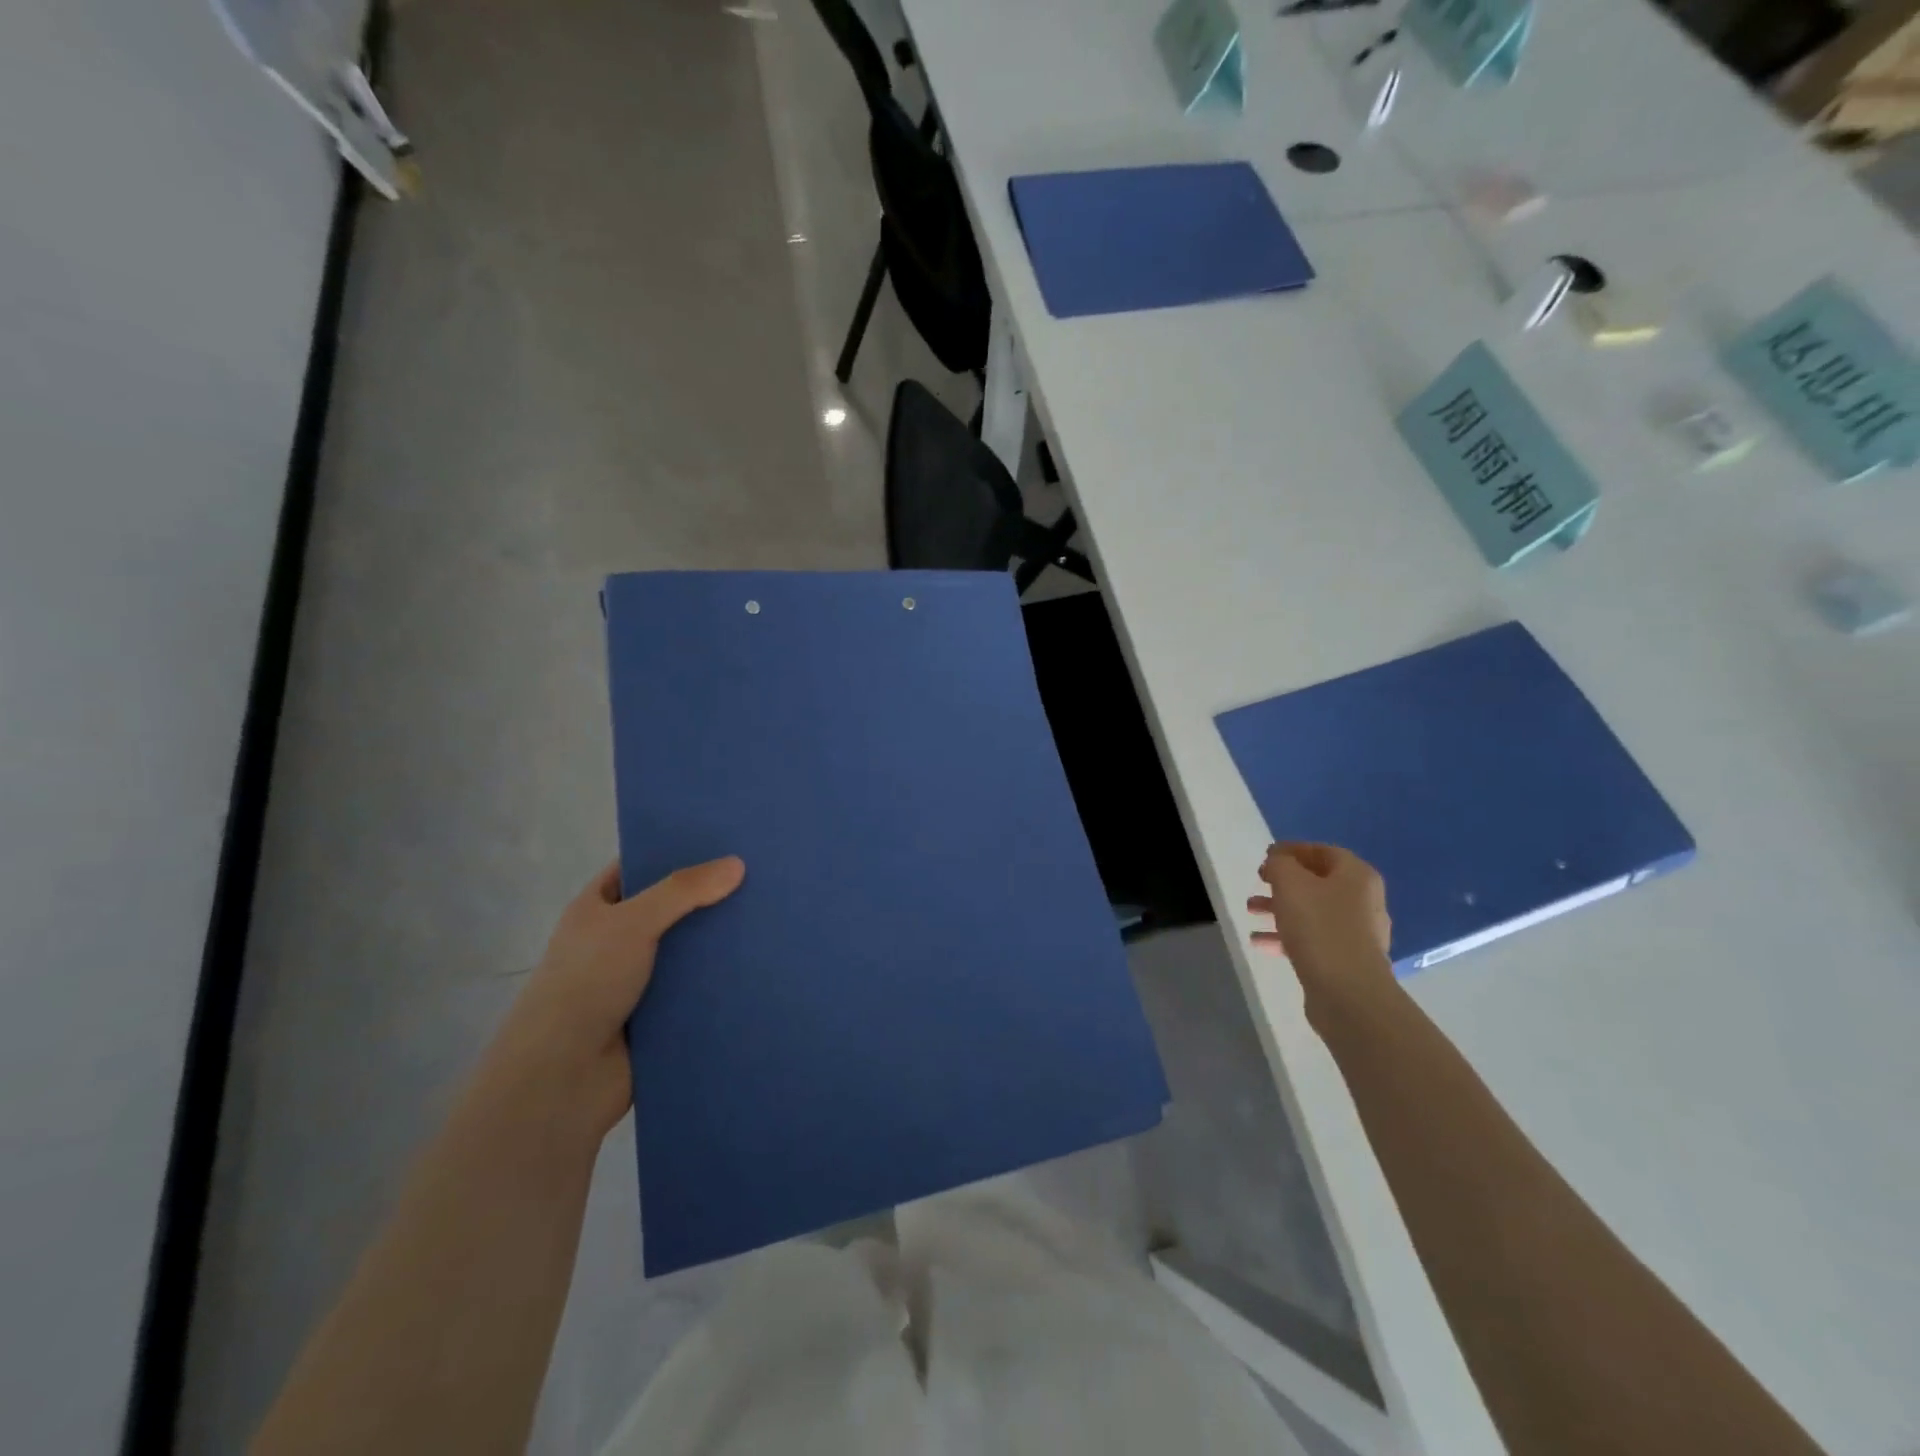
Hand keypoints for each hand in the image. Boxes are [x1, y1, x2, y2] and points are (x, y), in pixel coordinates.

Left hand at [491, 857, 744, 1138]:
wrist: (563, 1079)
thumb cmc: (585, 984)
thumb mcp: (632, 922)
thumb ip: (683, 890)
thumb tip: (737, 863)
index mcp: (598, 910)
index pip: (639, 868)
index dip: (674, 852)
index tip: (722, 840)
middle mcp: (617, 941)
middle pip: (671, 909)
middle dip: (710, 897)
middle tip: (762, 875)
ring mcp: (639, 981)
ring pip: (688, 950)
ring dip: (720, 942)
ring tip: (771, 916)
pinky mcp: (660, 1016)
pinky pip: (698, 989)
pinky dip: (722, 981)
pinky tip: (762, 964)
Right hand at [1247, 842, 1394, 1006]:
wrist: (1348, 992)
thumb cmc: (1319, 926)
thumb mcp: (1290, 883)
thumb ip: (1280, 864)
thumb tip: (1278, 862)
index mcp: (1357, 876)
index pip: (1323, 851)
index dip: (1293, 850)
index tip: (1266, 856)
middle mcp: (1363, 901)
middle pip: (1318, 882)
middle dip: (1283, 882)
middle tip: (1258, 882)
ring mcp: (1357, 933)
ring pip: (1312, 912)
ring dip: (1280, 908)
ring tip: (1251, 911)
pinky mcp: (1346, 961)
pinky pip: (1312, 939)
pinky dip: (1286, 936)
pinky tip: (1259, 942)